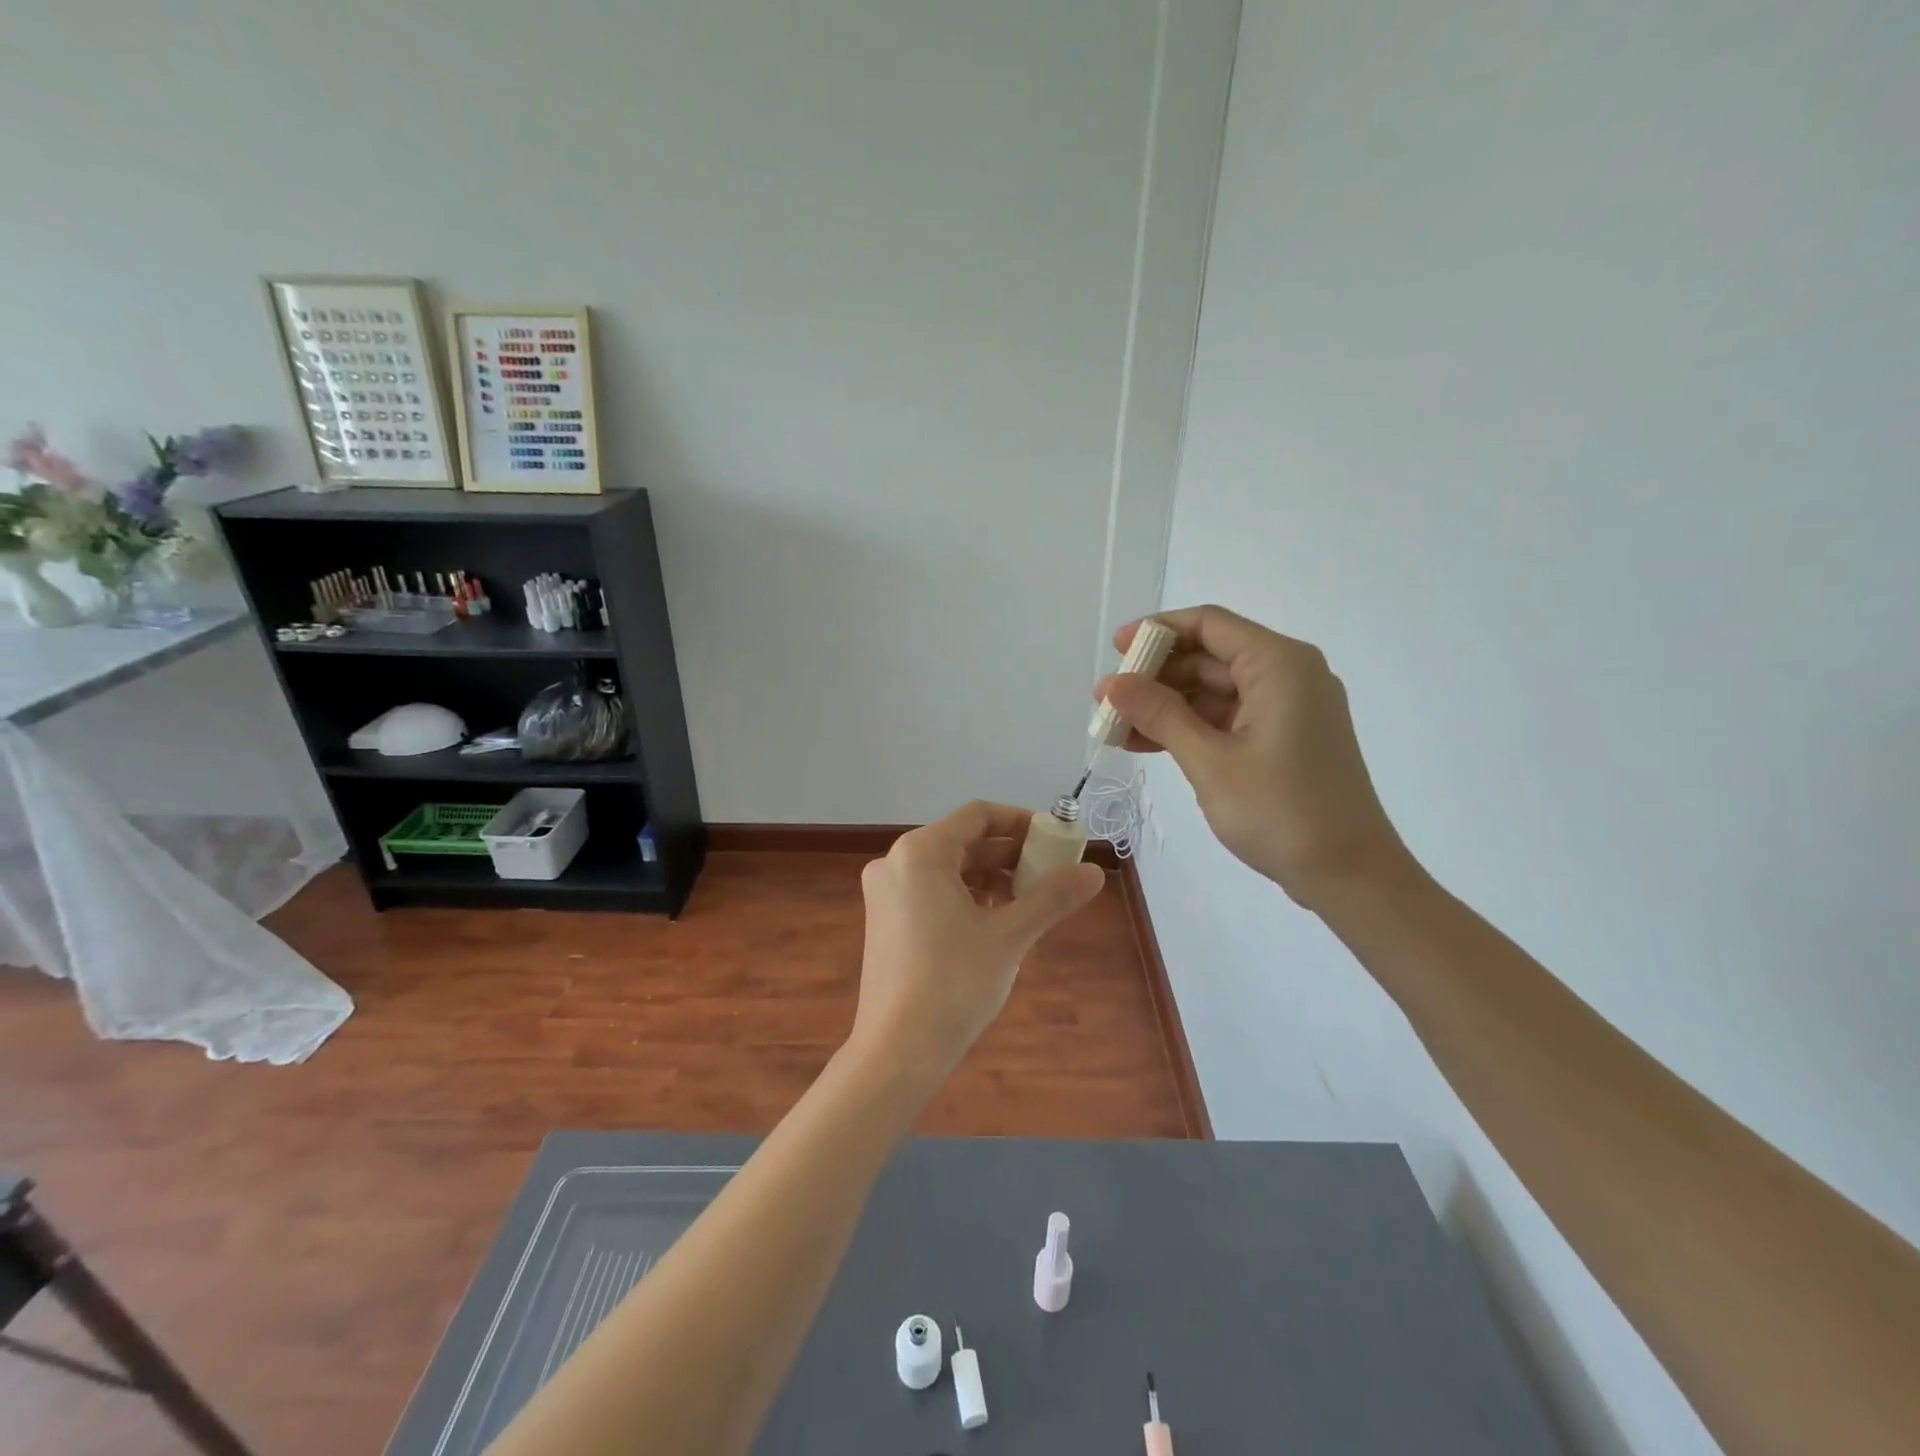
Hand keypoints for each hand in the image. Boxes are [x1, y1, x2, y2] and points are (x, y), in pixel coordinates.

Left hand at [849, 801, 1104, 1088]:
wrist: (897, 1052)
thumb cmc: (954, 984)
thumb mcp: (1010, 936)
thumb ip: (1052, 897)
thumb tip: (1095, 872)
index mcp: (921, 852)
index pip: (978, 815)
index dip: (1021, 822)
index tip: (1055, 841)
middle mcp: (895, 862)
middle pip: (963, 841)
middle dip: (1010, 855)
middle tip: (1051, 874)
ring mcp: (885, 893)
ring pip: (948, 868)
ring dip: (990, 877)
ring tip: (1029, 901)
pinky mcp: (885, 921)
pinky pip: (932, 891)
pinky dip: (966, 897)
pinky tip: (995, 921)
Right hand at [1096, 605, 1417, 909]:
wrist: (1350, 875)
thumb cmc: (1280, 811)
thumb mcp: (1210, 761)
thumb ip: (1160, 715)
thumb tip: (1112, 683)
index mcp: (1279, 665)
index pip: (1209, 625)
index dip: (1158, 631)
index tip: (1116, 650)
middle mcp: (1288, 676)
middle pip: (1210, 657)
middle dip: (1156, 677)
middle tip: (1106, 701)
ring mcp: (1288, 709)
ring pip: (1214, 692)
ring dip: (1166, 707)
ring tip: (1116, 728)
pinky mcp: (1284, 739)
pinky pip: (1227, 719)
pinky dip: (1189, 729)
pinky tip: (1145, 745)